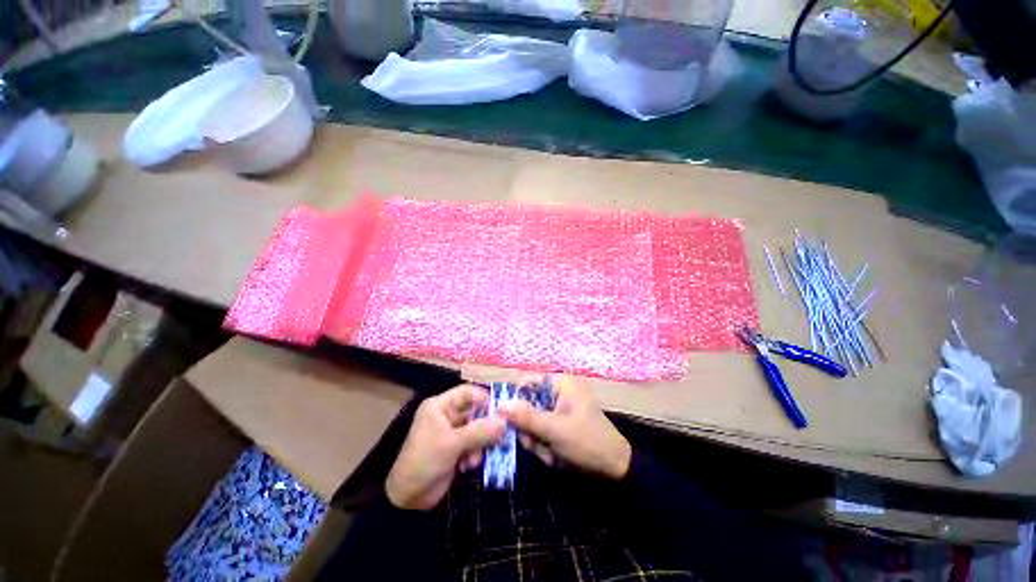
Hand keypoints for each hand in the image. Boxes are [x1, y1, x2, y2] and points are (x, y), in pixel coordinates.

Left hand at [386, 385, 505, 509]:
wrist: (408, 498)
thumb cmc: (426, 460)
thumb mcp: (454, 443)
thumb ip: (480, 431)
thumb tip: (504, 421)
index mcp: (440, 406)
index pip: (466, 392)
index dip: (482, 397)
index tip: (499, 408)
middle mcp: (445, 415)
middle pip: (473, 412)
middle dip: (484, 426)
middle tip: (499, 434)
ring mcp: (450, 433)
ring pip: (475, 429)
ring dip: (478, 444)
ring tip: (475, 459)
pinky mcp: (454, 449)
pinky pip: (472, 444)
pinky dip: (473, 454)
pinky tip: (468, 466)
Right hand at [500, 376, 631, 479]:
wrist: (616, 468)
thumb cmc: (587, 442)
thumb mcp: (554, 430)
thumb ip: (526, 417)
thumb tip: (499, 404)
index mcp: (561, 383)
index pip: (528, 382)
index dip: (515, 400)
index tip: (506, 420)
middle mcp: (559, 391)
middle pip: (528, 404)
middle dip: (530, 429)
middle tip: (535, 445)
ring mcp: (561, 407)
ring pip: (533, 420)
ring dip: (537, 440)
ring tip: (549, 455)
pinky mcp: (562, 422)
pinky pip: (542, 429)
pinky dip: (544, 444)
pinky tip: (554, 457)